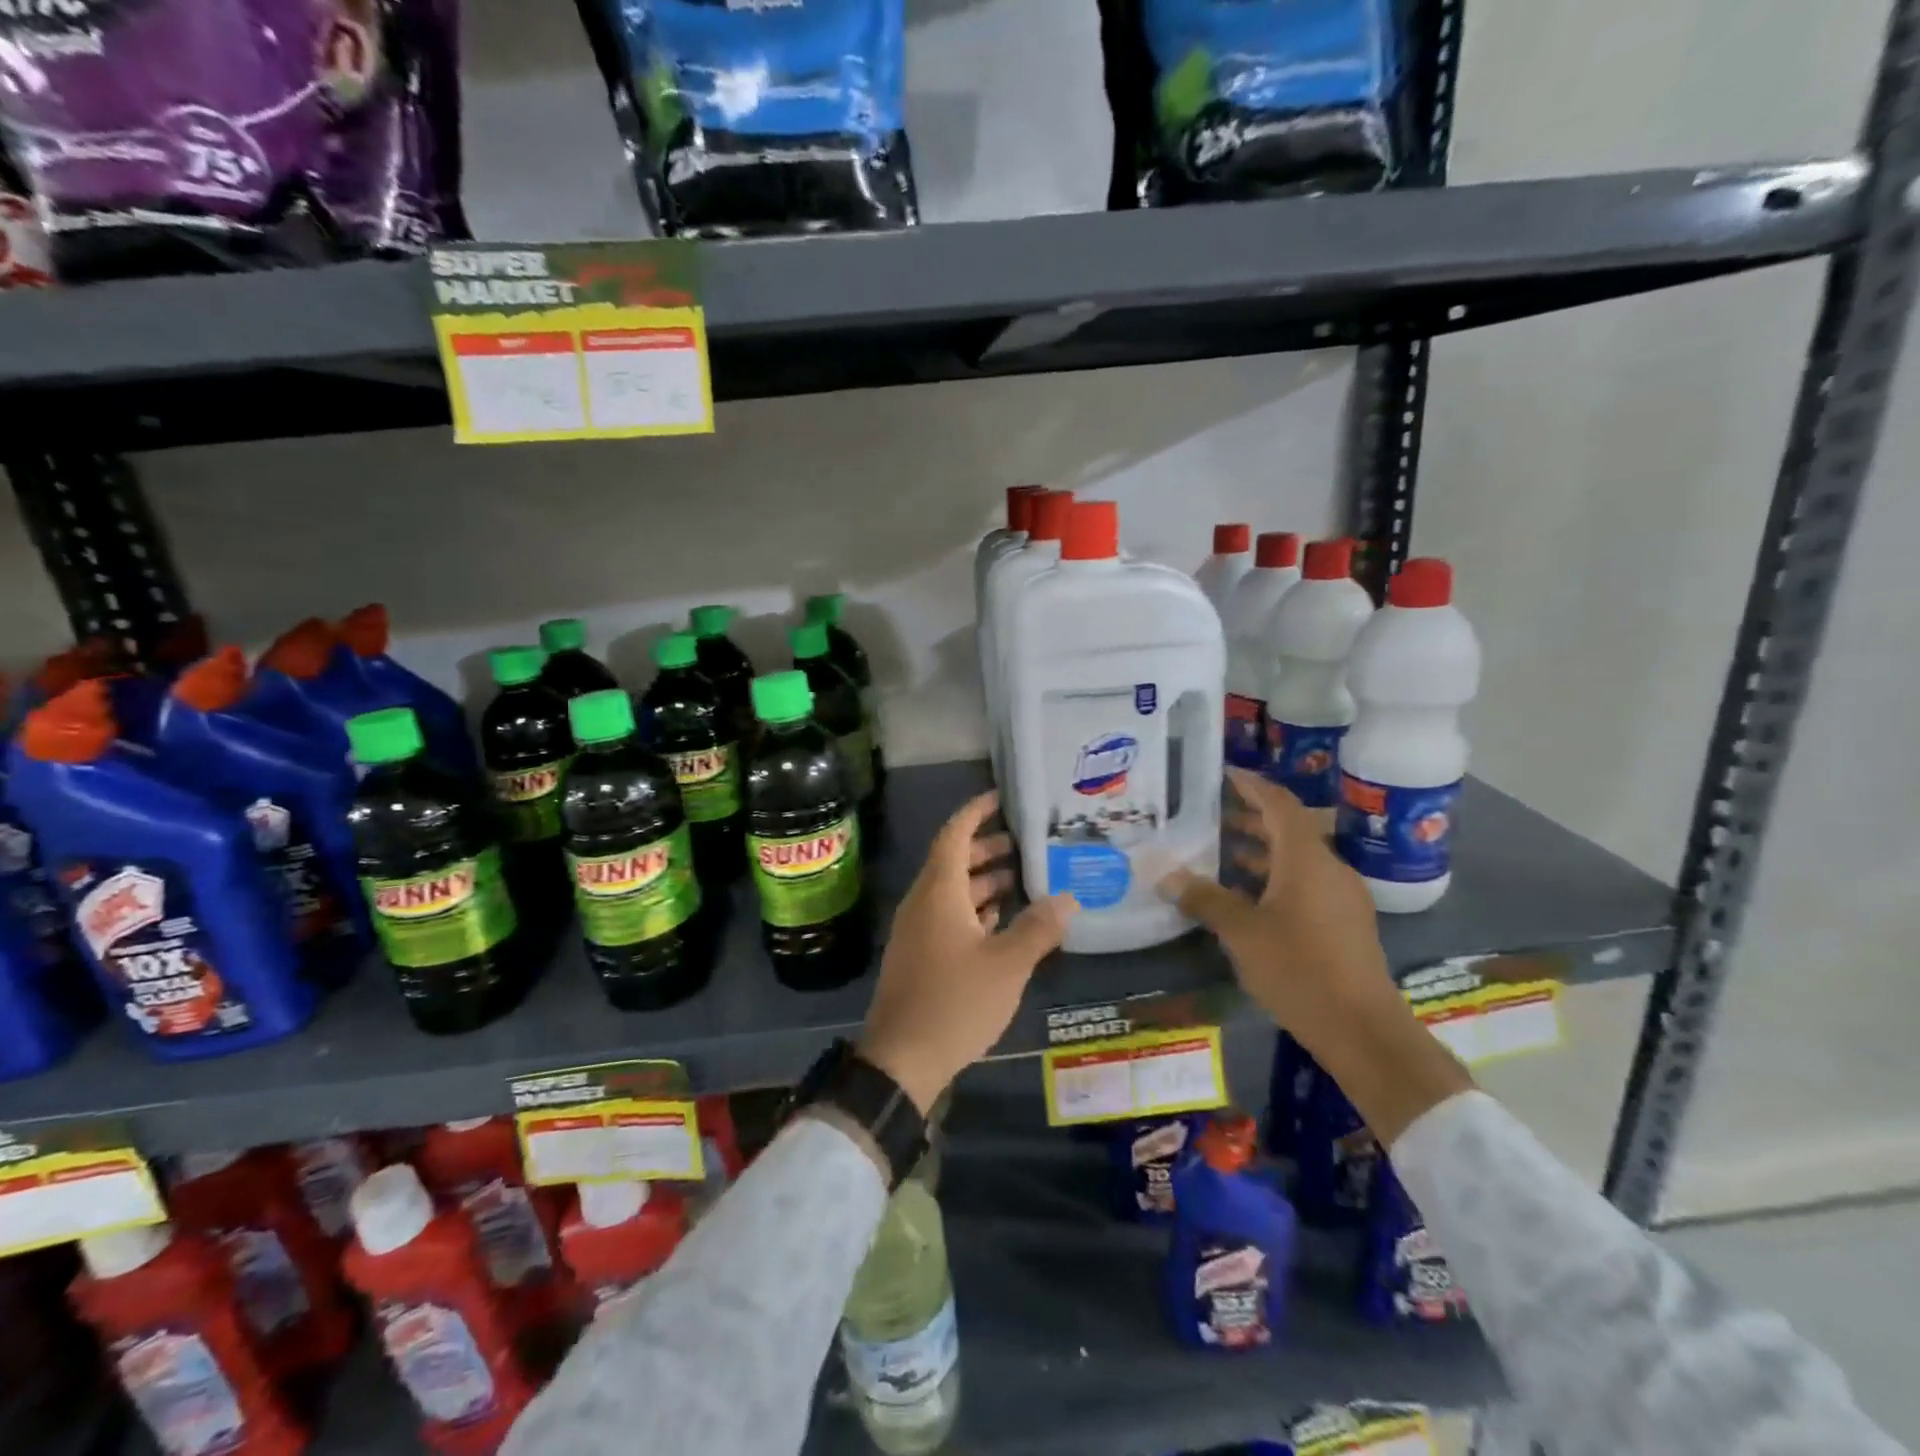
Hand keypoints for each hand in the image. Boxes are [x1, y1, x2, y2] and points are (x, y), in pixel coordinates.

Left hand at [859, 791, 1076, 1113]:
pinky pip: (947, 916)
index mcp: (939, 893)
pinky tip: (1000, 920)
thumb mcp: (1007, 965)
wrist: (902, 1058)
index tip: (999, 798)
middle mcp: (923, 903)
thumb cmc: (955, 1002)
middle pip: (953, 861)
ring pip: (951, 891)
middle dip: (985, 847)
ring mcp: (918, 930)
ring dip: (981, 880)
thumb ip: (1038, 928)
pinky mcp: (920, 955)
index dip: (975, 812)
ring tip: (1019, 877)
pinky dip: (973, 909)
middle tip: (1022, 842)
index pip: (954, 835)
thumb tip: (1068, 898)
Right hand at [1162, 768, 1397, 1047]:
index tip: (1224, 773)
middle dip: (1251, 819)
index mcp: (1307, 859)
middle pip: (1290, 829)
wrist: (1362, 1030)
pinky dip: (1276, 879)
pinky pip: (1306, 884)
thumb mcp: (1241, 932)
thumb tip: (1165, 875)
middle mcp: (1329, 869)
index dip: (1252, 785)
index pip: (1279, 804)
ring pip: (1298, 860)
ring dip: (1262, 852)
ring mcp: (1342, 897)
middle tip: (1211, 816)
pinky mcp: (1345, 924)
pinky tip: (1248, 899)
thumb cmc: (1299, 969)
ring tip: (1221, 855)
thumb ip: (1204, 898)